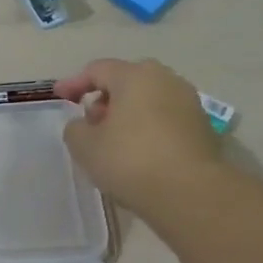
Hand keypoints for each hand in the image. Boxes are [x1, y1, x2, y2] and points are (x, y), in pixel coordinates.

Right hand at [55, 59, 224, 220]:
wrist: (190, 193)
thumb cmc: (130, 160)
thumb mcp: (84, 146)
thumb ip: (75, 128)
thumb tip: (85, 125)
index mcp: (135, 76)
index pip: (97, 70)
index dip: (74, 83)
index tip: (59, 97)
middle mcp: (166, 80)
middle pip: (127, 81)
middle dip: (105, 98)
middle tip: (91, 122)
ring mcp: (189, 103)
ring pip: (149, 100)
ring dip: (128, 115)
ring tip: (113, 141)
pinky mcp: (202, 128)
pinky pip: (165, 119)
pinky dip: (148, 129)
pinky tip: (138, 153)